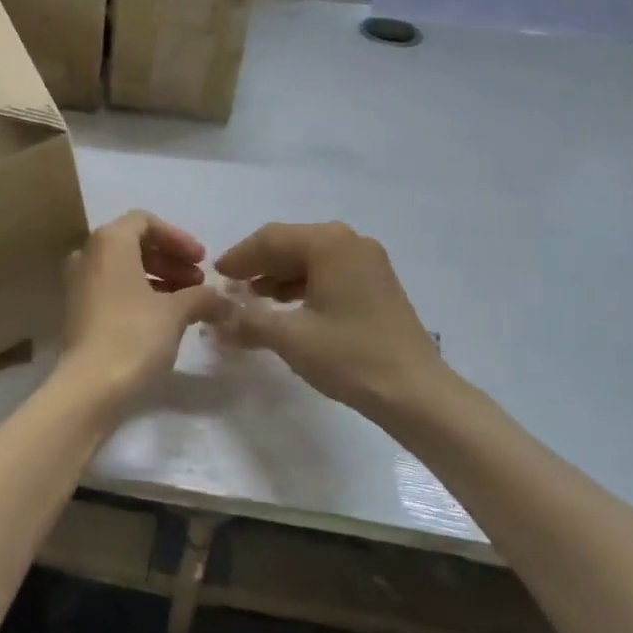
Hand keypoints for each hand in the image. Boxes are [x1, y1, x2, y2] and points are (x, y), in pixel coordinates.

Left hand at [60, 211, 223, 406]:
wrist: (89, 386)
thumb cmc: (134, 335)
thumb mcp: (176, 312)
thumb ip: (202, 297)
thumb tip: (224, 301)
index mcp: (109, 241)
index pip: (145, 221)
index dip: (178, 238)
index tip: (202, 261)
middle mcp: (88, 254)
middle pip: (134, 243)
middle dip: (170, 260)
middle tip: (198, 283)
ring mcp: (78, 283)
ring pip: (123, 268)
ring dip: (158, 278)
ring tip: (187, 302)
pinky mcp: (77, 310)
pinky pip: (112, 288)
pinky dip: (138, 293)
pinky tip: (163, 318)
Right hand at [215, 221, 458, 431]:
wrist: (416, 393)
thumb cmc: (349, 356)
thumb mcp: (289, 337)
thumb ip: (247, 320)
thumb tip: (216, 317)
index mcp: (329, 244)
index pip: (270, 239)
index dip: (239, 256)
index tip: (216, 275)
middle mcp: (350, 242)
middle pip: (291, 243)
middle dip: (258, 264)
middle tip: (231, 287)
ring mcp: (368, 261)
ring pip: (310, 258)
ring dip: (279, 275)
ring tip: (254, 299)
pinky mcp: (376, 283)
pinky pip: (328, 272)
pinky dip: (302, 284)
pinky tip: (287, 307)